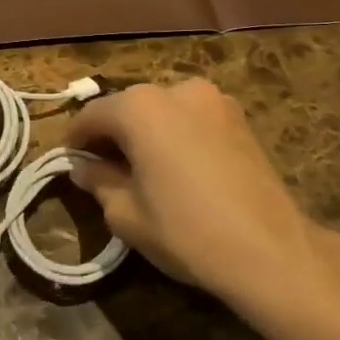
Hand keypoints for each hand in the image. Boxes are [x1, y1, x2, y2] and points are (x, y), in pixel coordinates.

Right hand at [65, 79, 339, 337]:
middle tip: (103, 168)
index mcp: (139, 107)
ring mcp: (212, 99)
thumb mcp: (126, 213)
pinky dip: (176, 134)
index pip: (92, 114)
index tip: (69, 161)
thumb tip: (85, 168)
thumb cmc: (186, 230)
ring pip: (162, 110)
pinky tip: (177, 167)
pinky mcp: (238, 117)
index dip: (75, 139)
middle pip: (128, 107)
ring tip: (143, 168)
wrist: (270, 250)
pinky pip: (191, 118)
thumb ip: (98, 181)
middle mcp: (175, 89)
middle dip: (112, 133)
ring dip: (146, 132)